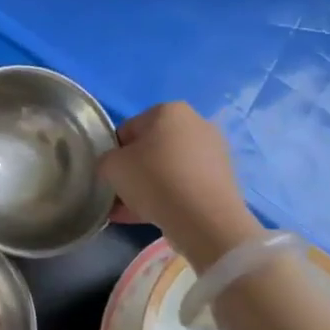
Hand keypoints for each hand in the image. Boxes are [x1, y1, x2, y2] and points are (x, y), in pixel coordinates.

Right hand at [99, 102, 263, 265]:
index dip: (114, 155)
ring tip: (132, 212)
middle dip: (134, 172)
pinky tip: (152, 217)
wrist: (205, 219)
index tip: (110, 177)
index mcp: (168, 110)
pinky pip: (185, 185)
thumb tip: (114, 167)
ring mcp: (213, 152)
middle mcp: (195, 123)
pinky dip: (169, 197)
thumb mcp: (111, 166)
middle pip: (151, 149)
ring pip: (168, 169)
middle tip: (121, 195)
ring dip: (149, 187)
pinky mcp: (223, 179)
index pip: (127, 130)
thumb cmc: (154, 179)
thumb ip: (106, 161)